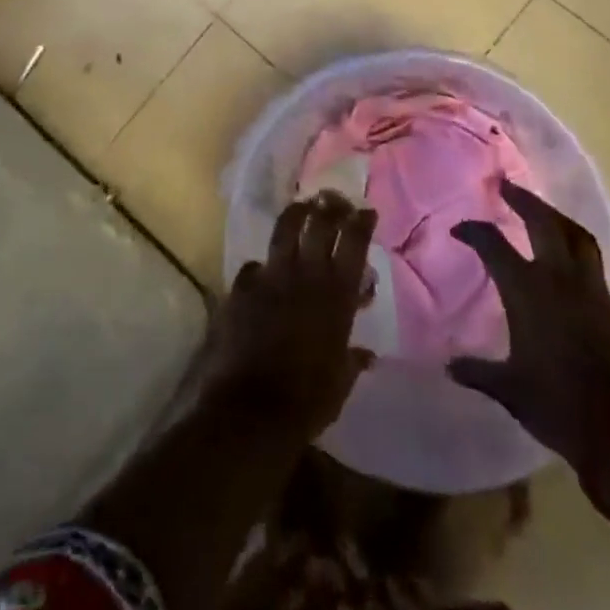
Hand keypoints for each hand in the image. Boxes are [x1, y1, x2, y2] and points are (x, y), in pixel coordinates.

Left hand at [206, 193, 377, 441]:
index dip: (361, 222)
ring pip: (286, 227)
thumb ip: (353, 358)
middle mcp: (307, 274)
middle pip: (321, 222)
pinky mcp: (243, 284)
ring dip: (297, 214)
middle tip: (334, 200)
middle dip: (330, 206)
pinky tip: (262, 271)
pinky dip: (262, 267)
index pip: (355, 242)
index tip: (366, 211)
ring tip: (302, 207)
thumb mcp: (341, 380)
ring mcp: (272, 274)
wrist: (253, 408)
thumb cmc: (309, 399)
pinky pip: (255, 265)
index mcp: (338, 294)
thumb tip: (366, 353)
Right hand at [447, 181, 609, 492]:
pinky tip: (569, 265)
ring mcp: (593, 289)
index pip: (493, 245)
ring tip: (542, 211)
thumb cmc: (561, 406)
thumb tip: (449, 366)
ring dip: (555, 216)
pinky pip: (592, 264)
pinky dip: (576, 250)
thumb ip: (479, 372)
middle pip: (543, 221)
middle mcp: (560, 278)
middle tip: (506, 185)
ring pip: (575, 235)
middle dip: (523, 200)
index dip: (473, 232)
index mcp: (528, 290)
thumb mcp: (511, 391)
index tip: (459, 229)